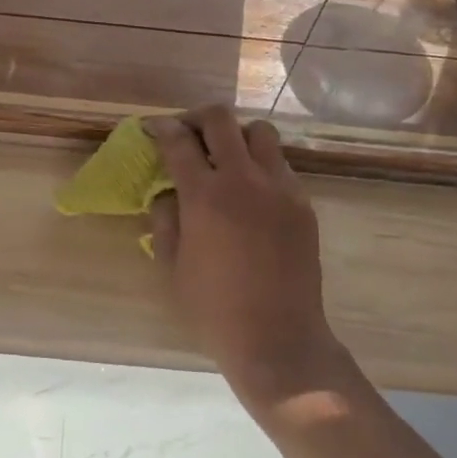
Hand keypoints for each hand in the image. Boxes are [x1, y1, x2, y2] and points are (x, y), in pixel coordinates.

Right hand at [145, 107, 345, 404]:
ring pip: (259, 132)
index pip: (179, 141)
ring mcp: (280, 188)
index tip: (154, 128)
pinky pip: (279, 165)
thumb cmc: (214, 309)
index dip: (162, 128)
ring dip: (236, 136)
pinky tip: (250, 193)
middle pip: (221, 119)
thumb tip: (169, 193)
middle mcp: (244, 180)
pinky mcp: (302, 203)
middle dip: (197, 118)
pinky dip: (260, 164)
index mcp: (205, 196)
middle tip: (187, 133)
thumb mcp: (171, 266)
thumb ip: (165, 219)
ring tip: (225, 158)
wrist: (278, 340)